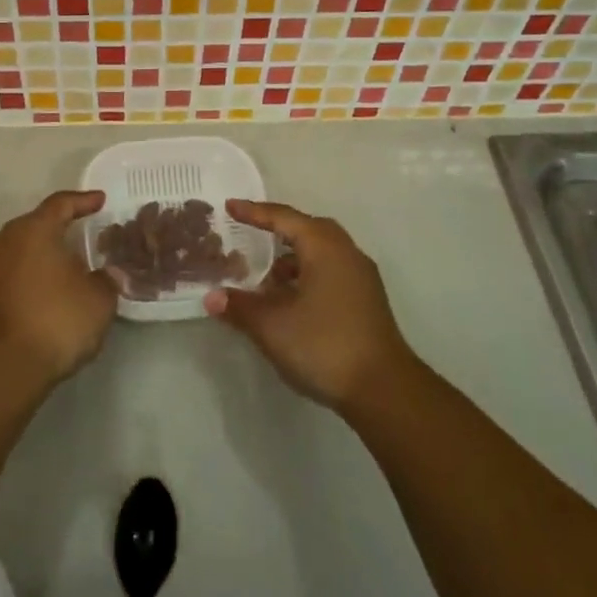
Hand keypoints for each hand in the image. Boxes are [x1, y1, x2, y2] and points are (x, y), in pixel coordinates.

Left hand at [0, 190, 116, 386]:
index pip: (61, 204)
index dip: (83, 201)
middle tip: (84, 235)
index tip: (100, 201)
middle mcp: (5, 238)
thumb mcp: (99, 299)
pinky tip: (47, 288)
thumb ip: (106, 279)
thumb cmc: (56, 320)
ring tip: (67, 264)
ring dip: (43, 253)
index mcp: (35, 229)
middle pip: (37, 224)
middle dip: (61, 228)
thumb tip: (106, 273)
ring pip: (21, 248)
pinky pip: (12, 270)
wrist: (3, 366)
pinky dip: (30, 273)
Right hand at [205, 200, 413, 410]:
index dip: (254, 212)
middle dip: (277, 232)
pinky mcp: (366, 301)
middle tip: (249, 235)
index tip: (230, 207)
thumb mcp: (272, 326)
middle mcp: (346, 253)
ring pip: (321, 254)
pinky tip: (290, 302)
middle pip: (307, 230)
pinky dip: (306, 277)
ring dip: (292, 259)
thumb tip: (212, 297)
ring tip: (265, 279)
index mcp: (324, 247)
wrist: (384, 390)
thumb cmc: (324, 345)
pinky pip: (330, 272)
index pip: (284, 218)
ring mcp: (361, 278)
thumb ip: (240, 307)